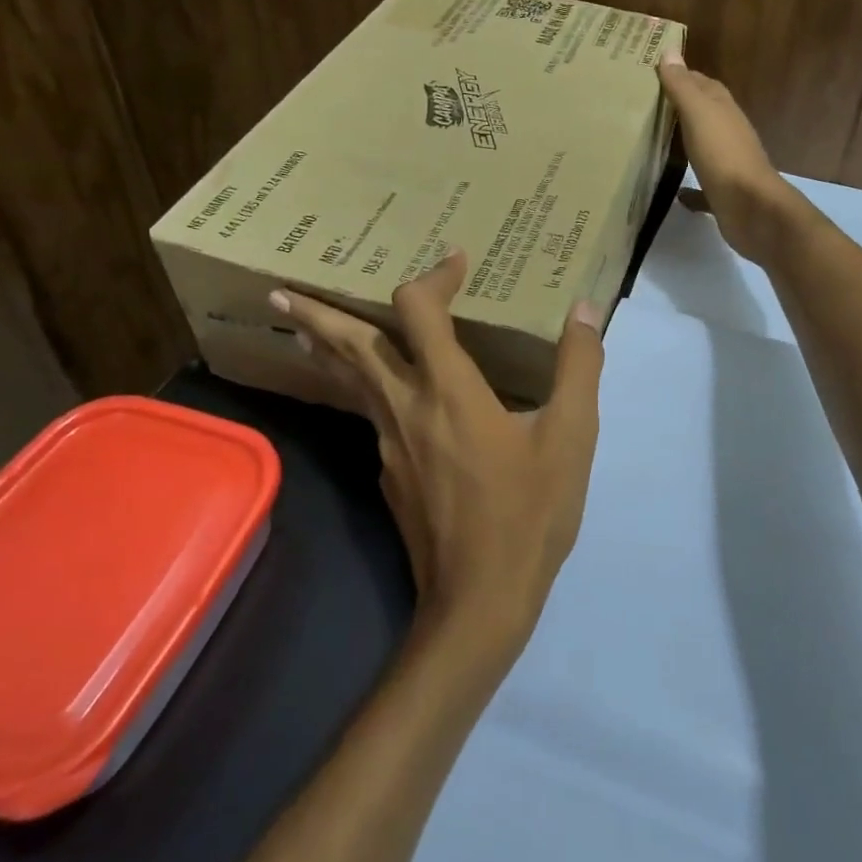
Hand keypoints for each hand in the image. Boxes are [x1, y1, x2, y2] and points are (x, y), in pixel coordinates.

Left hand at [270, 251, 605, 652]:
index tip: (454, 260)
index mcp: (449, 389)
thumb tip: (582, 309)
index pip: (419, 310)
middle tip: (278, 290)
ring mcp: (388, 445)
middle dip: (315, 314)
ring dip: (325, 350)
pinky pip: (368, 416)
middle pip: (350, 347)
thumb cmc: (528, 514)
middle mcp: (405, 407)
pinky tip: (377, 397)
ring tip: (301, 330)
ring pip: (349, 383)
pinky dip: (360, 389)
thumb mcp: (571, 437)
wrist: (479, 601)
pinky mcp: (389, 475)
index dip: (432, 275)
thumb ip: (578, 367)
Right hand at [659, 50, 798, 262]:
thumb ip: (683, 86)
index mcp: (723, 110)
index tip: (653, 72)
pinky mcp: (723, 193)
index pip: (702, 84)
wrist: (751, 208)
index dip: (681, 76)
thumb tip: (669, 51)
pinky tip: (675, 191)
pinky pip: (702, 186)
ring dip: (685, 141)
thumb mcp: (699, 114)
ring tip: (655, 141)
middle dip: (680, 106)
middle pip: (703, 112)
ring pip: (703, 145)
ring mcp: (727, 163)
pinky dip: (690, 187)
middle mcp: (728, 132)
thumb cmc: (723, 155)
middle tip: (648, 104)